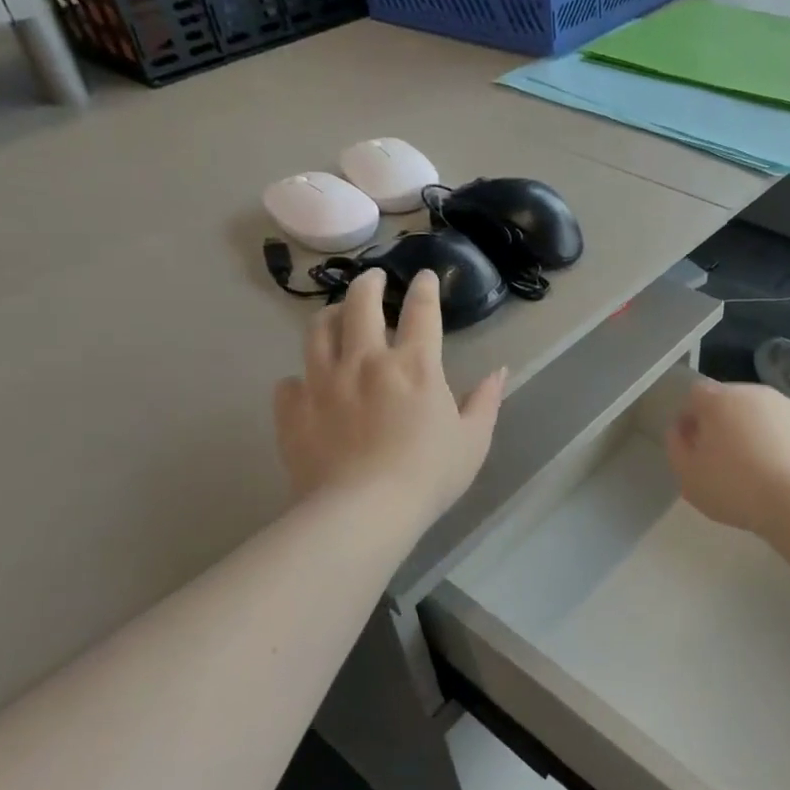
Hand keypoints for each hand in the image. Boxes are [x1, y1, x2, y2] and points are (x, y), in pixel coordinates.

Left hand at [273, 270, 505, 527]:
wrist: (363, 513)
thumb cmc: (428, 476)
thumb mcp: (473, 441)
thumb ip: (486, 402)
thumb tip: (500, 372)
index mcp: (414, 366)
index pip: (421, 311)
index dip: (425, 288)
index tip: (425, 276)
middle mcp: (365, 361)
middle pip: (360, 304)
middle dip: (368, 283)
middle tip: (373, 279)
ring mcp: (323, 382)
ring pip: (317, 331)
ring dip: (329, 316)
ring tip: (336, 315)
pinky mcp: (294, 410)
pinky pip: (289, 382)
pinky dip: (299, 378)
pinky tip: (306, 385)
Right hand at [665, 378, 789, 536]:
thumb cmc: (734, 488)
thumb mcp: (688, 477)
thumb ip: (676, 446)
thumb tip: (681, 430)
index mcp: (720, 400)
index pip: (696, 395)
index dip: (691, 418)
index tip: (693, 446)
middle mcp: (756, 394)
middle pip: (732, 401)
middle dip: (725, 423)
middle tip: (725, 460)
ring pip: (766, 415)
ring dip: (758, 433)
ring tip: (760, 471)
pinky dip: (787, 446)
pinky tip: (788, 475)